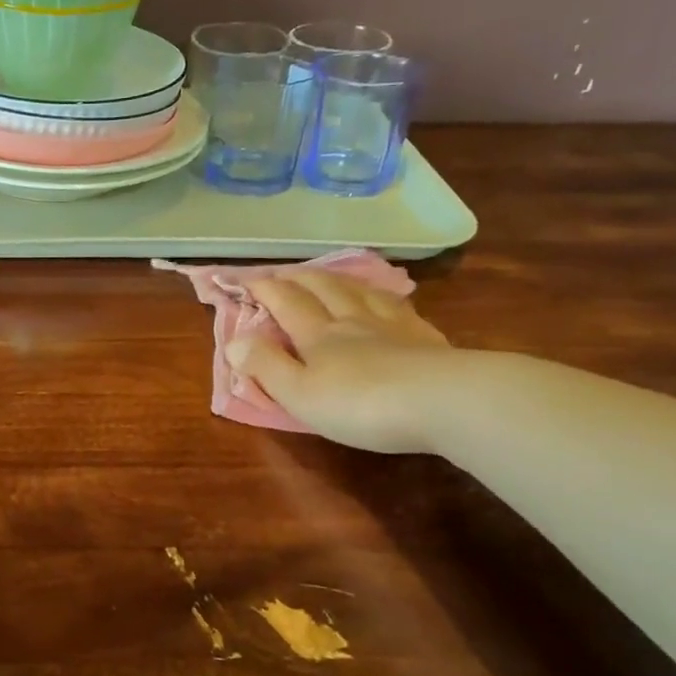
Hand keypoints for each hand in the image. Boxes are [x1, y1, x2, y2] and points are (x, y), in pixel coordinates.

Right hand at [226, 271, 456, 452]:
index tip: (247, 279)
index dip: (265, 288)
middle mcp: (352, 320)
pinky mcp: (425, 337)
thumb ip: (266, 366)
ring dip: (337, 280)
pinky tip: (385, 298)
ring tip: (328, 275)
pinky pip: (396, 305)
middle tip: (284, 272)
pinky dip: (380, 295)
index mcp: (318, 335)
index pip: (286, 302)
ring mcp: (392, 324)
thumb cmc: (360, 404)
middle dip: (298, 278)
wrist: (442, 401)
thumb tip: (233, 340)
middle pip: (322, 288)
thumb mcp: (299, 394)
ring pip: (359, 290)